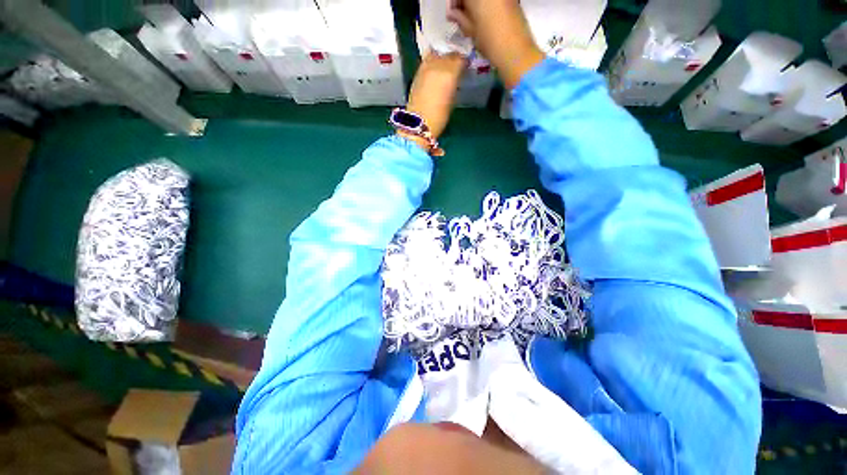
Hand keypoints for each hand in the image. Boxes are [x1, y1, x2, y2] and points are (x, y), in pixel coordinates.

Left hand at [404, 52, 467, 143]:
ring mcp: (426, 67)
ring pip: (437, 54)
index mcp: (450, 73)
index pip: (460, 58)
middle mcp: (437, 65)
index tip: (466, 66)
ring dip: (442, 58)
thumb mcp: (453, 99)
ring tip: (445, 66)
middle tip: (457, 66)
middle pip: (449, 54)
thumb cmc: (440, 117)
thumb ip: (455, 82)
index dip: (464, 61)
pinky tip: (436, 70)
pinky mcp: (417, 72)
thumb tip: (457, 76)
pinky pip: (428, 60)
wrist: (419, 123)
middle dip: (454, 58)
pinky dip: (433, 62)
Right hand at [447, 0, 544, 88]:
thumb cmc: (490, 42)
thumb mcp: (470, 31)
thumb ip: (460, 18)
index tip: (452, 13)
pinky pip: (494, 1)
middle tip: (461, 15)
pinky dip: (487, 5)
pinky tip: (485, 17)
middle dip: (465, 2)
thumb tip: (452, 13)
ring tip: (472, 18)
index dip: (454, 2)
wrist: (515, 50)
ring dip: (476, 4)